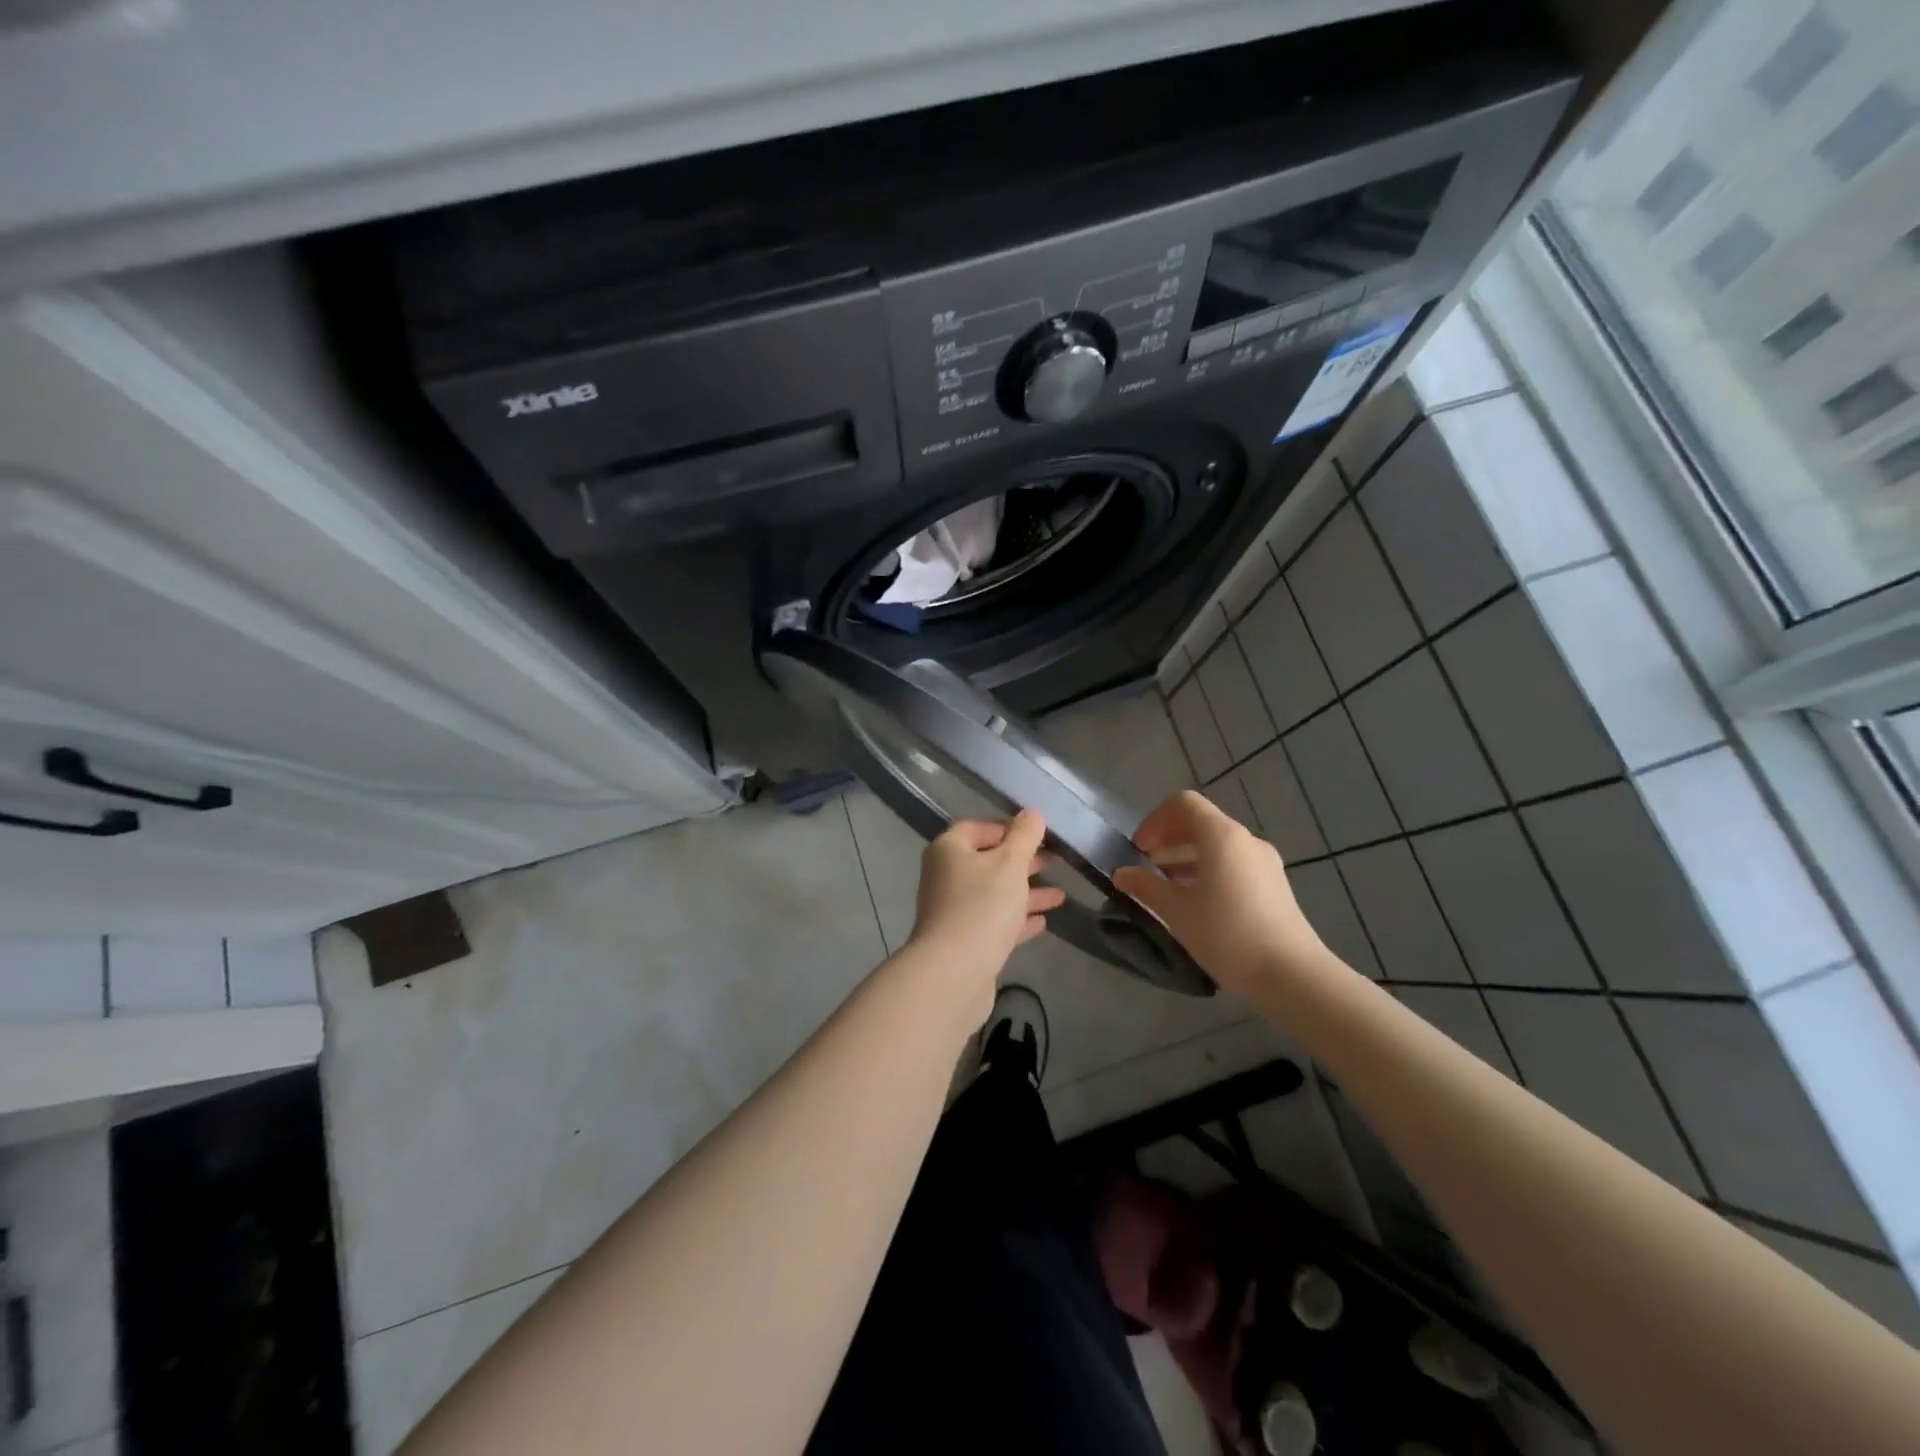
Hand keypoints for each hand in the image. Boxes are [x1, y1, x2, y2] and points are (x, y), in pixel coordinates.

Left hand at [909, 810, 1065, 993]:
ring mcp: (953, 911)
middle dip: (1022, 861)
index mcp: (949, 850)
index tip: (1037, 835)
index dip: (1007, 827)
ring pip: (994, 894)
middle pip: (987, 861)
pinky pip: (994, 922)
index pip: (977, 827)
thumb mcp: (1010, 863)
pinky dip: (1017, 919)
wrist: (955, 972)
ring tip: (1060, 895)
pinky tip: (1043, 922)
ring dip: (1025, 892)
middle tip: (1056, 860)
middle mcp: (946, 876)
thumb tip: (1031, 812)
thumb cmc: (982, 905)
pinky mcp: (964, 942)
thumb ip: (1024, 836)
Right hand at [1112, 790, 1330, 998]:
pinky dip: (1207, 870)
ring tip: (1164, 886)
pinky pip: (1232, 863)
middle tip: (1144, 866)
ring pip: (1216, 845)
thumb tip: (1122, 873)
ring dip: (1186, 856)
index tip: (1138, 850)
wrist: (1292, 974)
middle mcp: (1245, 840)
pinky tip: (1194, 901)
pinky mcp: (1273, 885)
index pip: (1183, 804)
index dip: (1154, 821)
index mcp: (1222, 836)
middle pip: (1200, 822)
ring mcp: (1263, 862)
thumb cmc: (1228, 934)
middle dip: (1168, 839)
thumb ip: (1146, 887)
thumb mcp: (1177, 911)